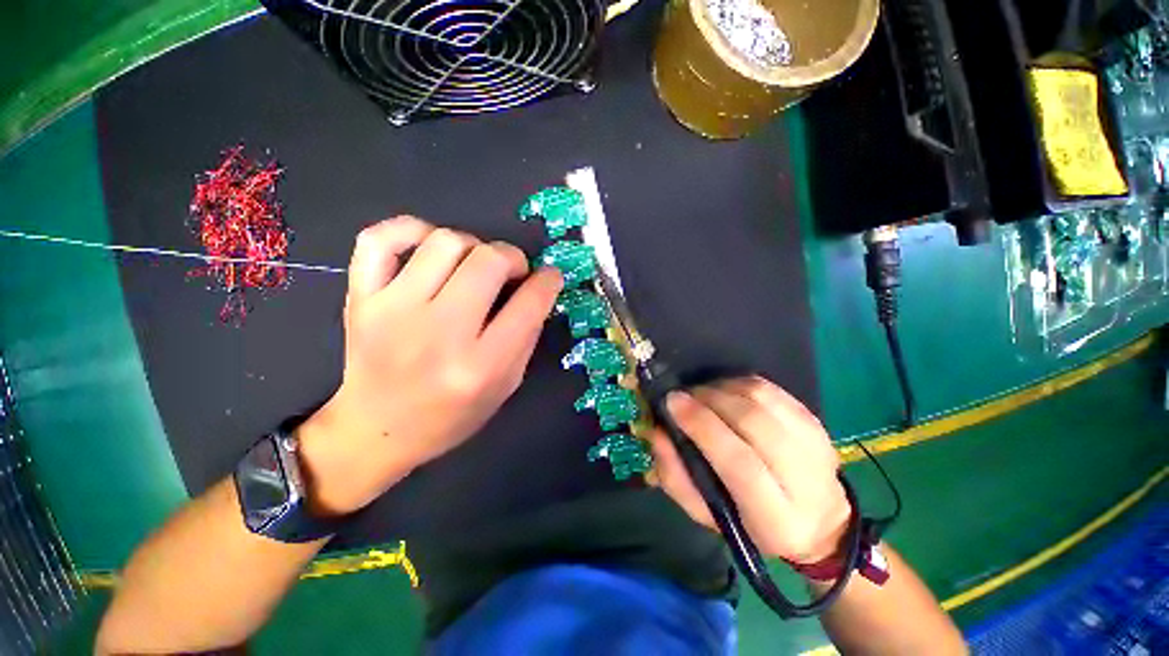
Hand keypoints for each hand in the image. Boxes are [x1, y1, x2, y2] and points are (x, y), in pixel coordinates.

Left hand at [298, 217, 563, 515]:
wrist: (376, 429)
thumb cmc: (451, 415)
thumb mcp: (506, 386)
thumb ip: (526, 336)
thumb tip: (537, 290)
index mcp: (481, 366)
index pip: (529, 304)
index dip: (548, 281)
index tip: (550, 276)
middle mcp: (440, 334)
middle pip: (488, 261)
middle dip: (513, 257)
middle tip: (513, 271)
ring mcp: (393, 311)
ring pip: (445, 242)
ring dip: (473, 245)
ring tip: (473, 265)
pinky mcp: (361, 299)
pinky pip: (380, 239)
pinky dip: (411, 229)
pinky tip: (429, 246)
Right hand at [650, 377, 849, 564]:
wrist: (819, 523)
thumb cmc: (751, 524)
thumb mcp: (706, 514)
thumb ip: (676, 476)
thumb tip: (657, 432)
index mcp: (776, 518)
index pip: (740, 463)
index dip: (702, 426)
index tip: (673, 402)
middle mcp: (805, 480)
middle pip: (753, 422)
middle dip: (709, 400)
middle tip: (683, 397)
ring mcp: (815, 444)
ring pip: (762, 399)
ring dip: (722, 389)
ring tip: (702, 395)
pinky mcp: (815, 421)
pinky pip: (770, 389)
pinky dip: (739, 384)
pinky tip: (724, 392)